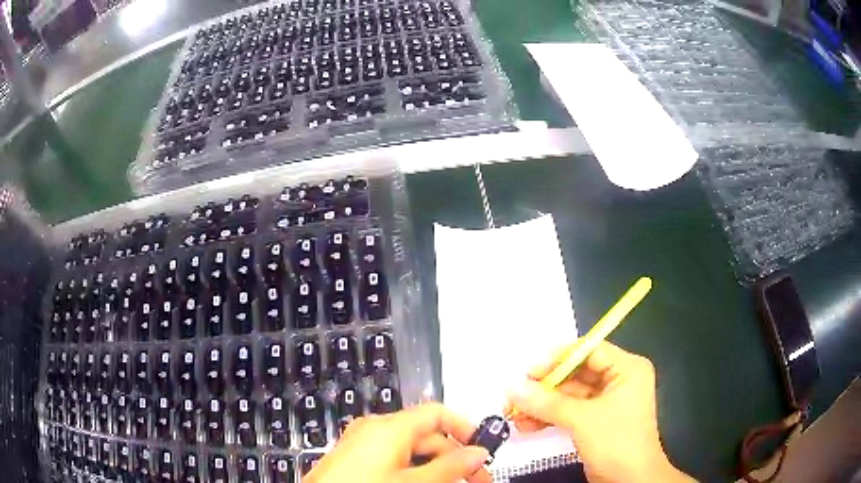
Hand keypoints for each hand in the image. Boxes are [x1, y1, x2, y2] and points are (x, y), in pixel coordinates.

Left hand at [306, 403, 491, 482]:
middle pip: (427, 435)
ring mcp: (363, 443)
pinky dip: (414, 470)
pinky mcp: (356, 458)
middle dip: (454, 457)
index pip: (438, 413)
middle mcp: (375, 429)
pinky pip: (394, 458)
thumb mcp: (412, 481)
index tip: (483, 450)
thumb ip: (449, 467)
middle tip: (476, 479)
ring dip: (436, 466)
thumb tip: (477, 453)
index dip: (465, 428)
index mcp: (389, 427)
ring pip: (411, 450)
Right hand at [505, 341, 693, 482]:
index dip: (558, 358)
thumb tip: (513, 387)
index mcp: (627, 369)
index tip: (529, 370)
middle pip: (575, 374)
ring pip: (568, 395)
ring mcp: (606, 402)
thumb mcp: (583, 420)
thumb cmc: (617, 442)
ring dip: (541, 404)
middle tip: (515, 394)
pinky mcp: (595, 421)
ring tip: (513, 413)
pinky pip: (568, 412)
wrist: (629, 481)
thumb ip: (547, 403)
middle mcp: (618, 380)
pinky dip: (548, 418)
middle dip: (544, 387)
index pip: (589, 351)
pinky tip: (525, 425)